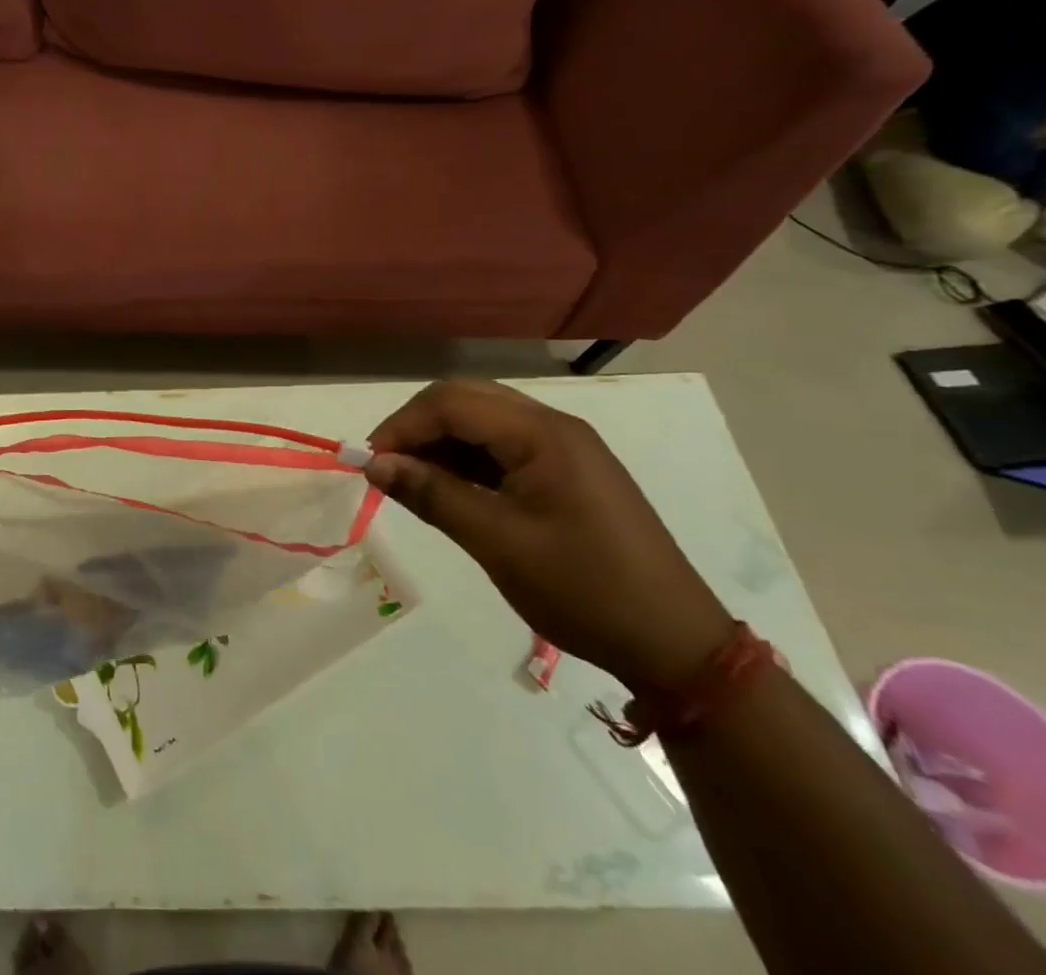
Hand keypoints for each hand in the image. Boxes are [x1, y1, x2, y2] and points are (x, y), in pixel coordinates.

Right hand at [366, 380, 732, 690]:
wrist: (675, 644)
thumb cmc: (584, 590)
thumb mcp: (498, 543)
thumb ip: (433, 495)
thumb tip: (373, 465)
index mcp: (542, 433)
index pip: (452, 402)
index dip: (403, 426)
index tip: (370, 464)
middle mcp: (553, 426)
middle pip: (466, 400)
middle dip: (418, 427)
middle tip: (387, 469)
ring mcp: (563, 448)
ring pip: (482, 421)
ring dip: (440, 443)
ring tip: (411, 482)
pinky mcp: (567, 471)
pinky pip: (503, 447)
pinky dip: (467, 460)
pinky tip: (450, 490)